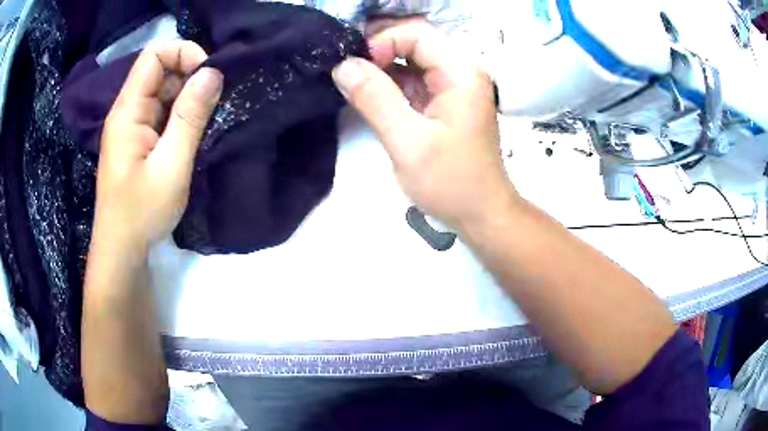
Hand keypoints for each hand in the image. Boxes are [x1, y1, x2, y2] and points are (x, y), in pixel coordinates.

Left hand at [94, 41, 222, 249]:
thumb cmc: (141, 212)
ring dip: (188, 99)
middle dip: (190, 77)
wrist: (122, 250)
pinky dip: (181, 116)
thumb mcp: (171, 166)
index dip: (183, 53)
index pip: (153, 55)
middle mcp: (127, 111)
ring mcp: (132, 126)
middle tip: (215, 102)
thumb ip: (190, 116)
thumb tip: (213, 72)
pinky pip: (162, 113)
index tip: (208, 75)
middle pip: (160, 71)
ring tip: (208, 120)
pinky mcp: (138, 141)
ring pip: (163, 92)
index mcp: (128, 110)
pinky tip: (194, 134)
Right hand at [332, 19, 518, 230]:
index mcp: (461, 74)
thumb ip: (375, 99)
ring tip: (351, 81)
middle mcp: (460, 73)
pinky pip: (412, 81)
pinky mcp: (443, 103)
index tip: (354, 67)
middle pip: (414, 43)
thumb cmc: (452, 183)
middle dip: (377, 51)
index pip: (417, 34)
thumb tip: (343, 66)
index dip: (382, 42)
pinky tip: (368, 94)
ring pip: (411, 61)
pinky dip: (389, 84)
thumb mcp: (409, 142)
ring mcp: (453, 87)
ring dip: (380, 67)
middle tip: (345, 68)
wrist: (481, 214)